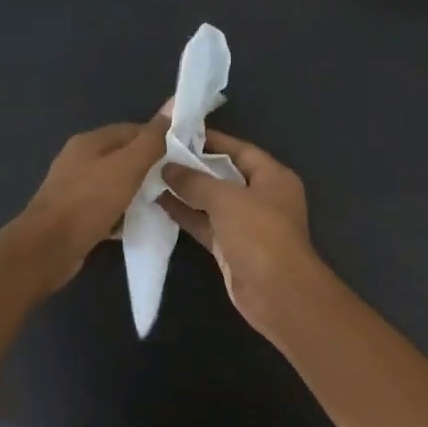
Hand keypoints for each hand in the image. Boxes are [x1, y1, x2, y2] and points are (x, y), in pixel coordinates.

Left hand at [9, 118, 166, 292]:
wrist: (48, 248)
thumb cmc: (89, 202)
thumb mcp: (128, 167)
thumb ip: (152, 139)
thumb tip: (174, 104)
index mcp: (90, 141)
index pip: (133, 130)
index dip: (161, 138)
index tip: (185, 154)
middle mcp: (80, 160)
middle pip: (124, 157)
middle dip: (151, 167)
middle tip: (178, 180)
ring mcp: (76, 188)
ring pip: (117, 183)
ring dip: (138, 191)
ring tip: (164, 201)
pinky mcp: (76, 214)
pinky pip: (108, 207)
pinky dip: (124, 212)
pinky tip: (140, 222)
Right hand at [161, 130, 320, 335]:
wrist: (277, 293)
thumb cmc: (259, 235)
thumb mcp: (227, 199)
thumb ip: (196, 181)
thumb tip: (168, 168)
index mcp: (273, 177)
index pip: (240, 149)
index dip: (211, 140)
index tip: (178, 133)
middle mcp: (262, 197)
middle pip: (225, 175)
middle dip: (194, 166)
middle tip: (158, 154)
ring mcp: (247, 224)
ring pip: (212, 202)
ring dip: (186, 191)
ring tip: (151, 176)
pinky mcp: (231, 247)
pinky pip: (206, 224)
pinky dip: (186, 215)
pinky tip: (159, 203)